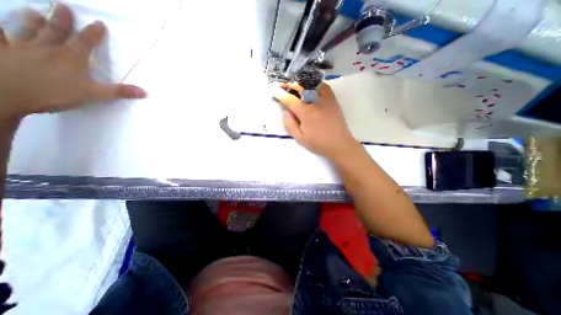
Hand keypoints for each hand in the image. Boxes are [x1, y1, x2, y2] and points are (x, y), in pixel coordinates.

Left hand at [0, 4, 146, 121]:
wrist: (8, 94)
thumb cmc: (57, 93)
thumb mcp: (95, 94)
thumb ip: (120, 92)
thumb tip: (145, 92)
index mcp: (71, 58)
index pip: (86, 42)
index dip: (94, 33)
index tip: (99, 23)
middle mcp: (47, 48)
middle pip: (56, 30)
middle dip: (61, 19)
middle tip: (62, 6)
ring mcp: (20, 48)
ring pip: (26, 30)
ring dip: (30, 20)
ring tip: (33, 11)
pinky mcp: (1, 53)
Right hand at [275, 82, 360, 162]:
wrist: (339, 144)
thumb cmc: (318, 143)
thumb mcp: (300, 138)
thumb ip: (290, 124)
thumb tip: (286, 111)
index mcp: (306, 113)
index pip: (290, 100)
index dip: (281, 94)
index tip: (274, 89)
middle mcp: (315, 102)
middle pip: (300, 88)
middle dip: (290, 85)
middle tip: (283, 85)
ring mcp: (326, 99)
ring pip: (312, 85)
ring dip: (301, 83)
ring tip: (295, 85)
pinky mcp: (333, 100)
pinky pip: (324, 87)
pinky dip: (315, 84)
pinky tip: (311, 87)